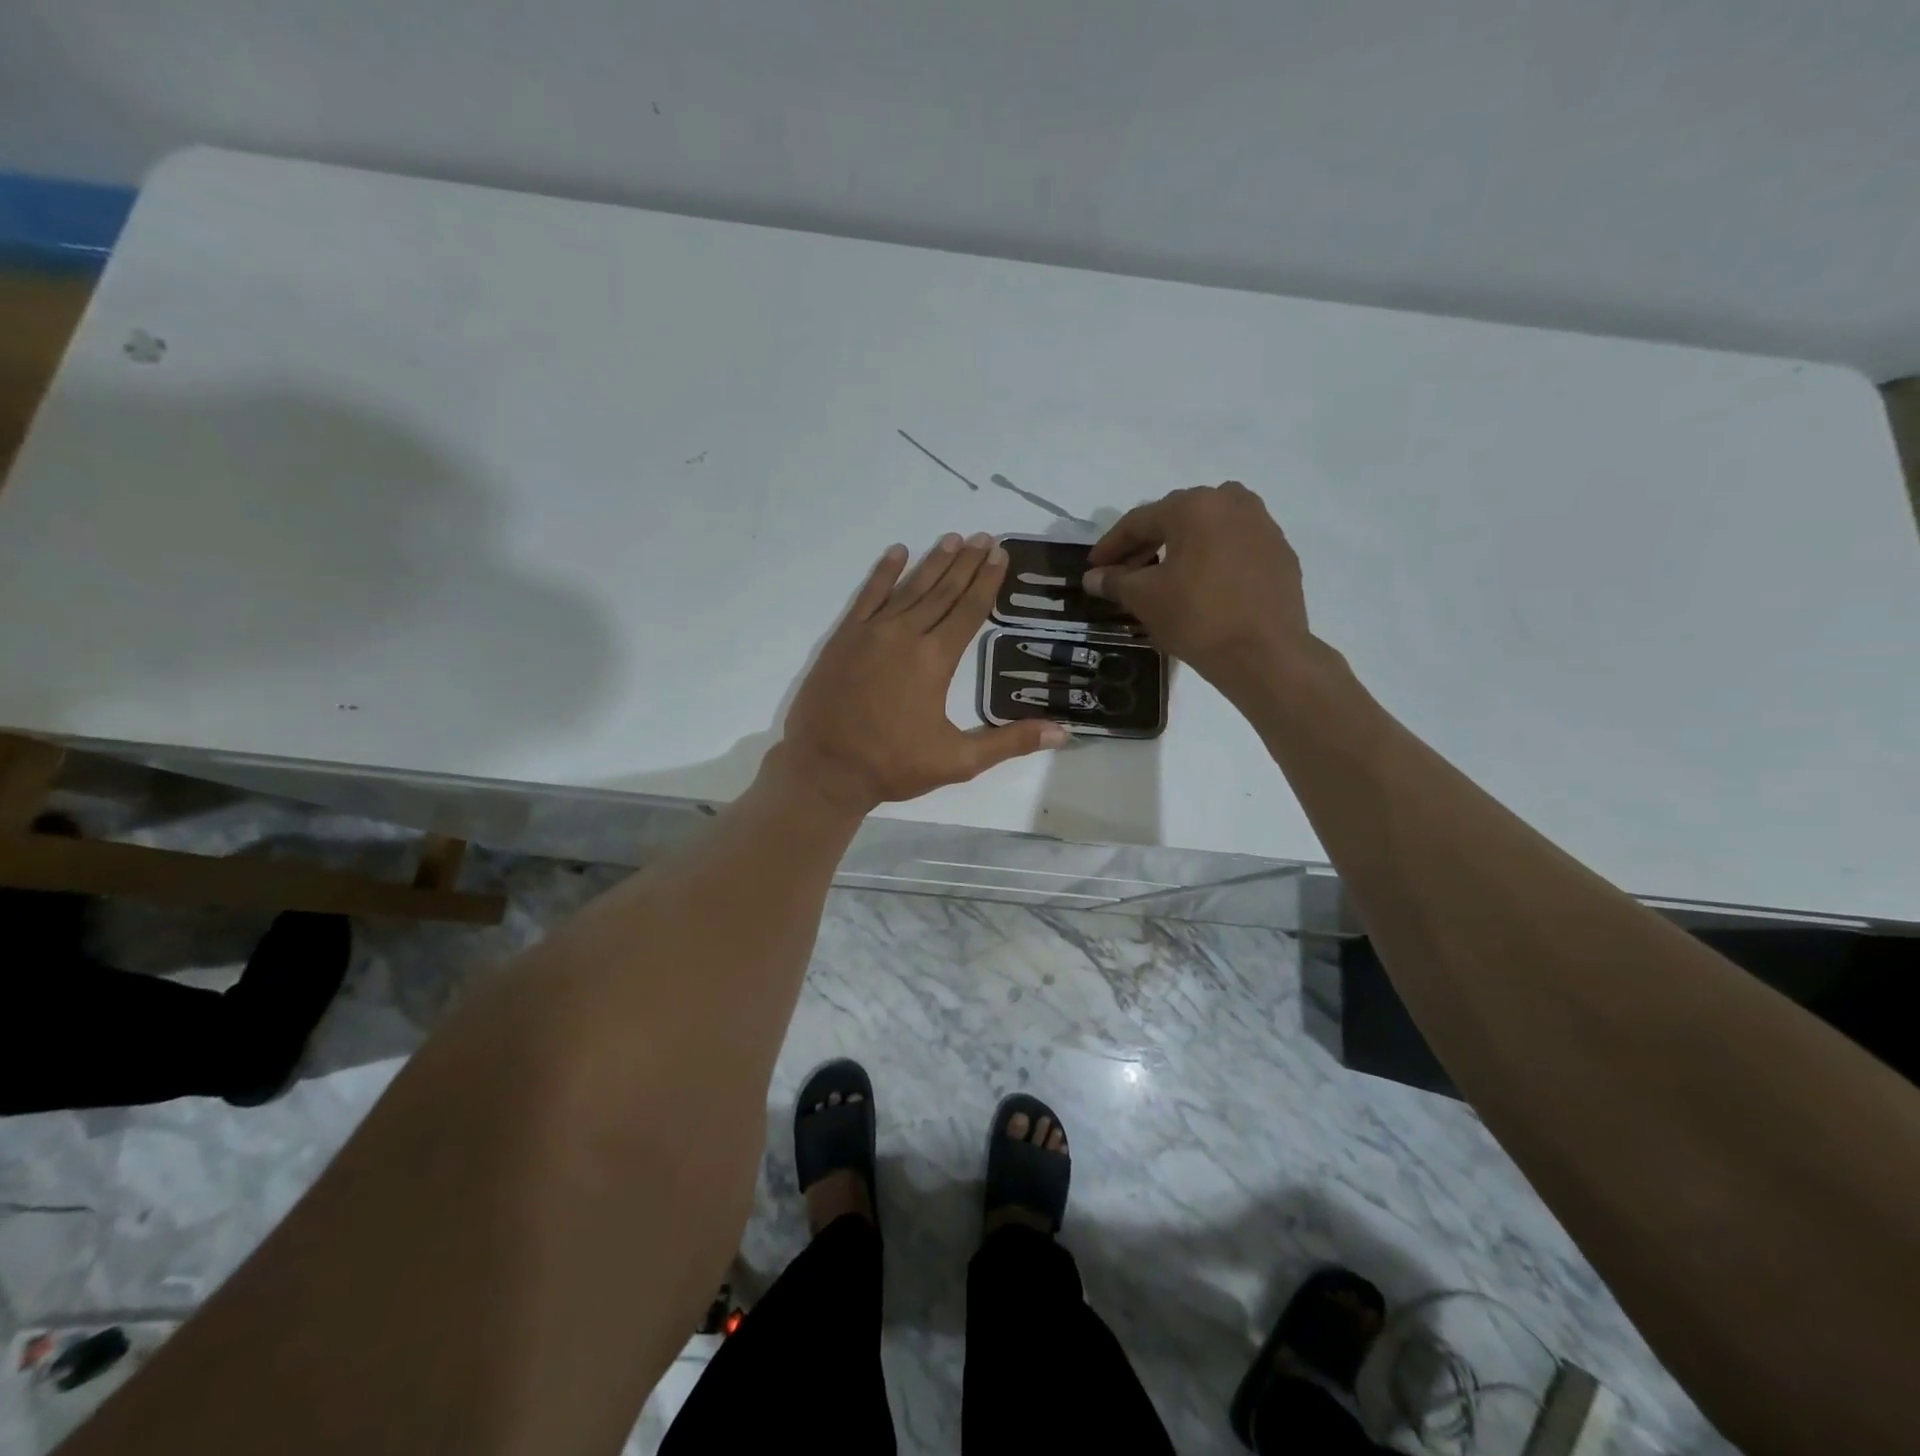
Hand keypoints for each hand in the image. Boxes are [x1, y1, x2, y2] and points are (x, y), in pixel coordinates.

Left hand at [777, 533, 1067, 812]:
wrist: (825, 768)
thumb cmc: (893, 765)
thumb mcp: (959, 761)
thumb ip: (1010, 742)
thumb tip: (1064, 732)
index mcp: (935, 660)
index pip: (969, 610)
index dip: (987, 581)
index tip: (1000, 554)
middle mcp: (905, 635)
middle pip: (943, 591)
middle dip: (966, 563)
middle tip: (983, 537)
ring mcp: (871, 632)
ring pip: (909, 588)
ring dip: (932, 562)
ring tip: (952, 539)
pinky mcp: (844, 637)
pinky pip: (867, 595)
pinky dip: (883, 572)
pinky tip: (897, 552)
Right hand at [1082, 483, 1314, 698]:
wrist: (1264, 653)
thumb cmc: (1197, 617)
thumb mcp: (1145, 599)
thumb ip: (1115, 581)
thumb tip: (1093, 577)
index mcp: (1194, 506)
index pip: (1139, 521)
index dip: (1111, 546)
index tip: (1093, 567)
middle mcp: (1231, 502)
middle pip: (1176, 519)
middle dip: (1146, 545)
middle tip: (1124, 572)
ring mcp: (1262, 525)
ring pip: (1208, 530)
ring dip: (1181, 548)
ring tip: (1163, 576)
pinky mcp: (1280, 553)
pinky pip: (1234, 547)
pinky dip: (1212, 560)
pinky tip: (1201, 586)